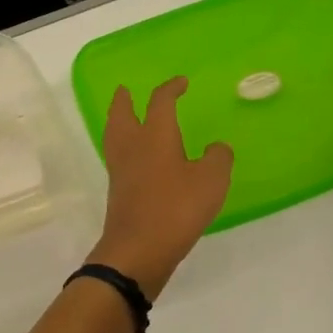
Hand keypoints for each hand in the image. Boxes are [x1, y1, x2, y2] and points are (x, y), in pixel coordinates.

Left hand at [88, 78, 232, 299]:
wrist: (138, 249)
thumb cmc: (176, 208)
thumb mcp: (211, 181)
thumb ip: (217, 158)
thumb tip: (215, 148)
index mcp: (155, 135)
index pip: (161, 102)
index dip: (171, 89)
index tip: (181, 83)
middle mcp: (132, 145)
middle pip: (122, 113)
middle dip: (124, 100)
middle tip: (125, 90)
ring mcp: (120, 168)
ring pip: (114, 133)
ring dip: (118, 119)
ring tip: (123, 115)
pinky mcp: (117, 189)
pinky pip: (117, 156)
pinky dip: (122, 145)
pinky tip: (134, 155)